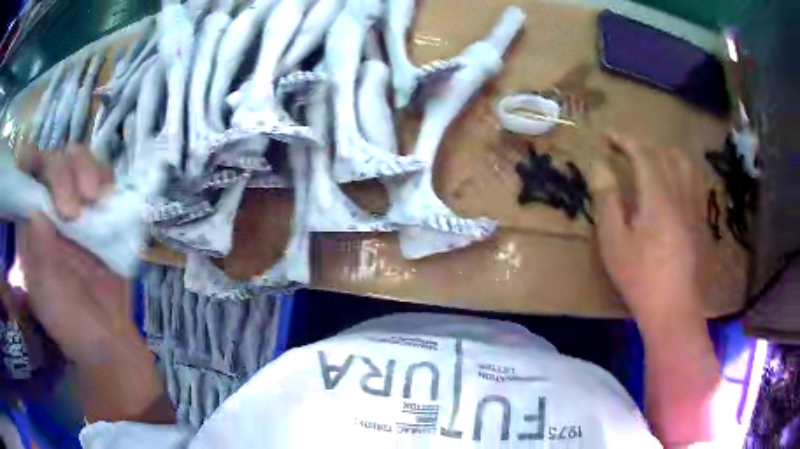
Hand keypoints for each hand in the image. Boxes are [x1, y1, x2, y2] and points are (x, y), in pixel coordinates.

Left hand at [17, 145, 138, 364]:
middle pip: (52, 160)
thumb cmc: (73, 325)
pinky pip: (103, 177)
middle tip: (74, 211)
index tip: (43, 178)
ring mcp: (75, 210)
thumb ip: (39, 252)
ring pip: (78, 159)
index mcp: (30, 228)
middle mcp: (49, 211)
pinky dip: (106, 178)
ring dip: (86, 169)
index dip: (32, 163)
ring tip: (94, 199)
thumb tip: (37, 209)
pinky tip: (107, 197)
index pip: (26, 177)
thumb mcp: (48, 295)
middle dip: (63, 174)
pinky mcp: (100, 214)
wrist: (111, 340)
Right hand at [594, 134, 710, 320]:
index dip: (624, 141)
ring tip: (653, 161)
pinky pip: (695, 182)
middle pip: (666, 154)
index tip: (608, 136)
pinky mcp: (701, 221)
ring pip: (685, 165)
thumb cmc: (641, 278)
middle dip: (644, 146)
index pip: (643, 154)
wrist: (674, 310)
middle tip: (627, 152)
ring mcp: (694, 207)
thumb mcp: (614, 243)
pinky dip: (682, 171)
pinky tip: (675, 185)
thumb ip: (608, 201)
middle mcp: (680, 194)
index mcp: (658, 197)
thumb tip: (601, 168)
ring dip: (666, 154)